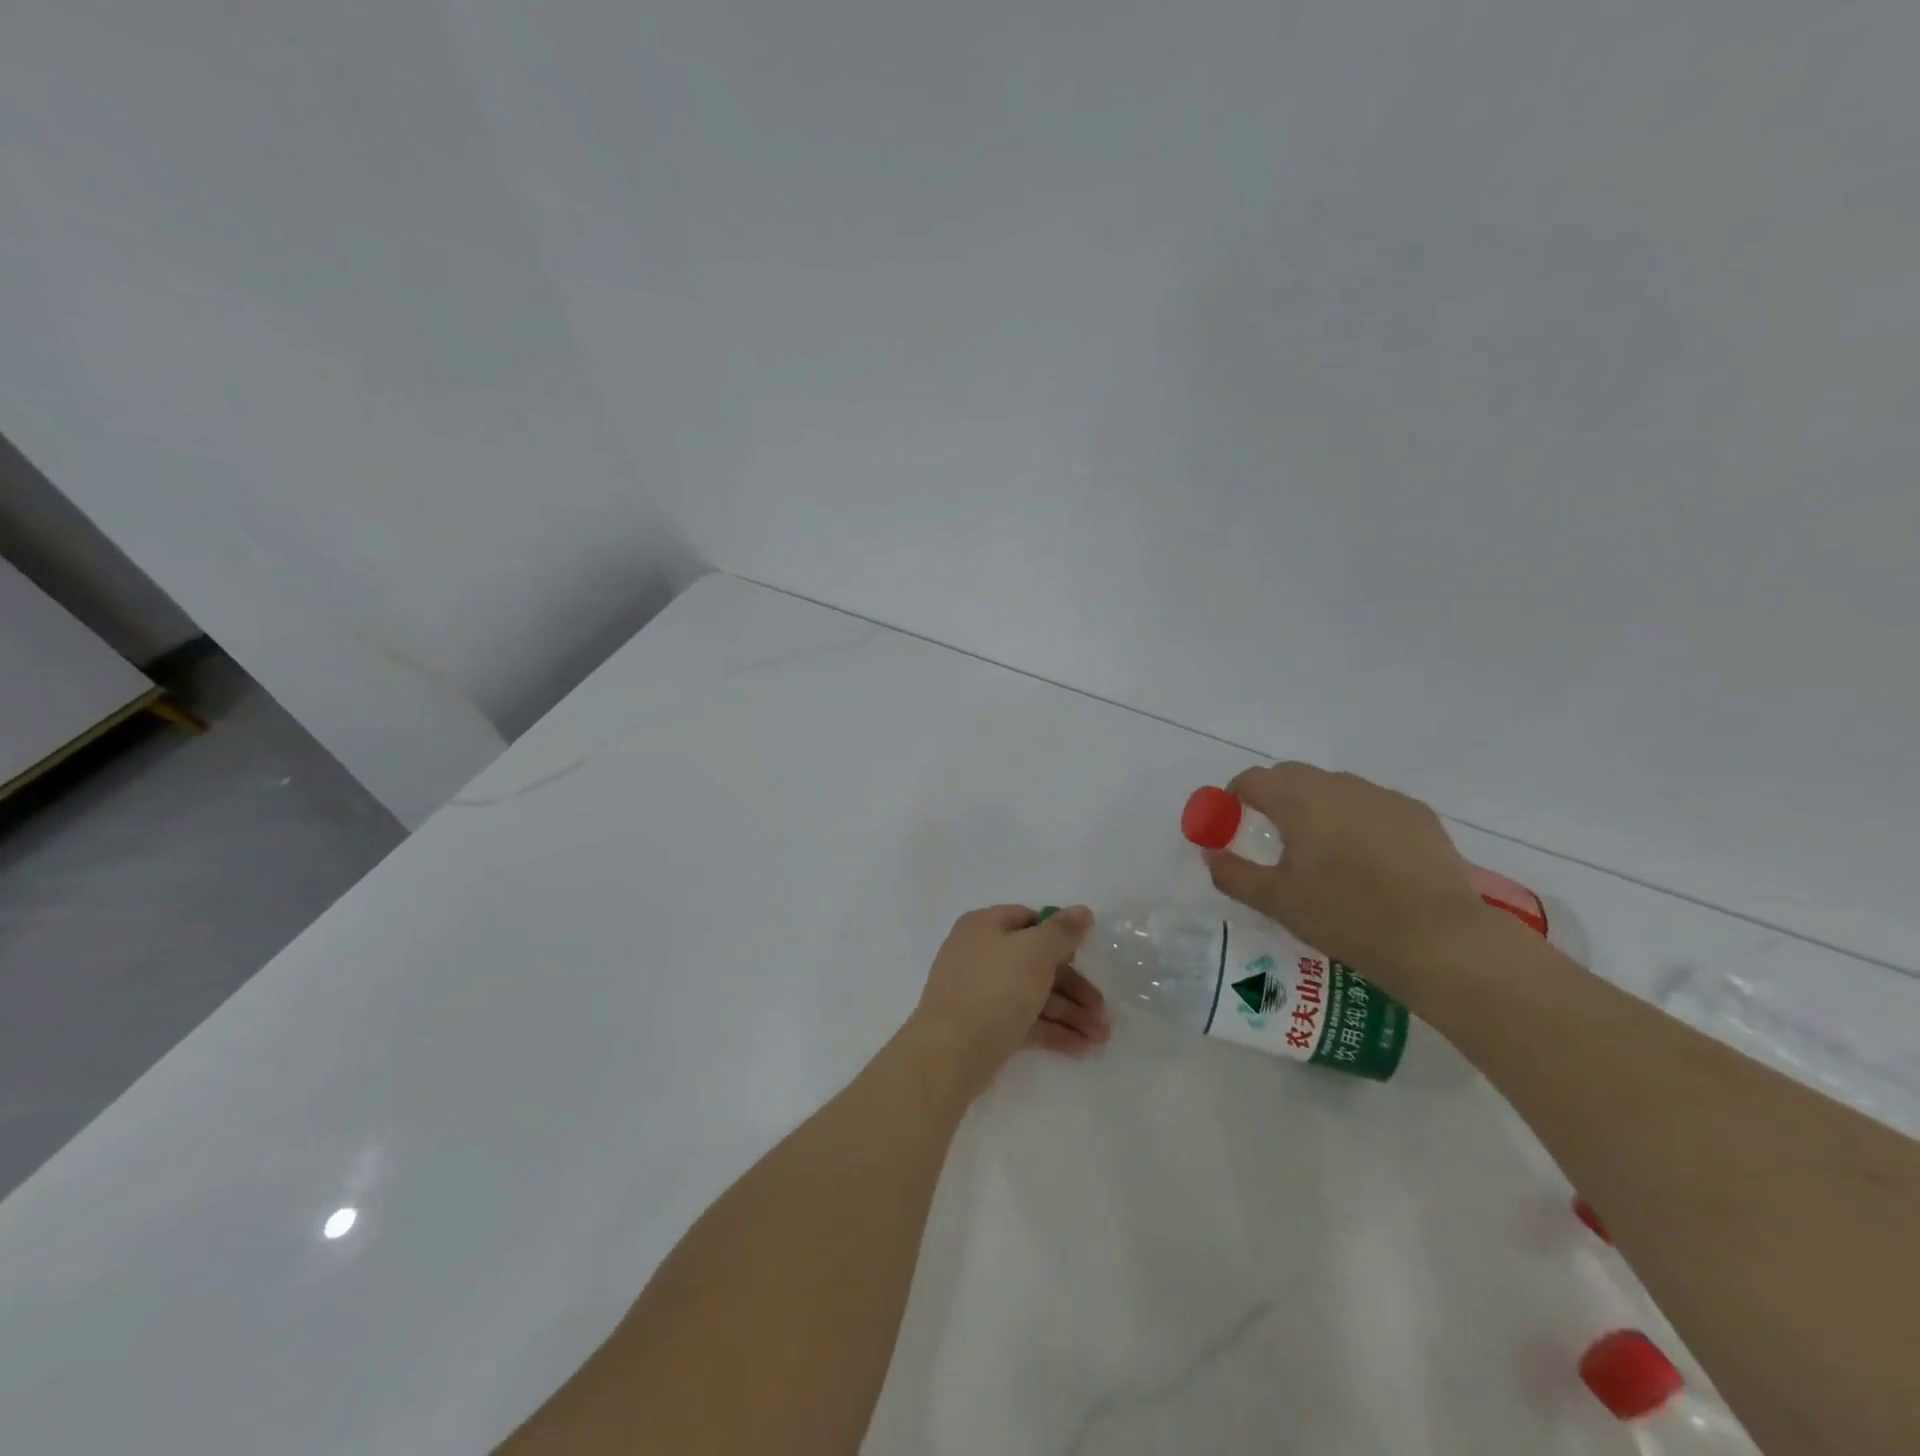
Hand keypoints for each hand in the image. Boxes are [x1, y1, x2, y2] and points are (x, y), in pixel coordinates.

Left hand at [909, 905, 1109, 1099]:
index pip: (1028, 919)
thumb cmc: (994, 990)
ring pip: (1033, 994)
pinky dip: (1053, 1030)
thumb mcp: (1035, 952)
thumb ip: (1062, 931)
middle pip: (1036, 962)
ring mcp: (980, 992)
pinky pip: (1025, 1020)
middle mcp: (980, 954)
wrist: (949, 1054)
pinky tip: (1082, 1047)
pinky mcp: (985, 1026)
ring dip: (1070, 1013)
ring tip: (1101, 1038)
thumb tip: (1082, 911)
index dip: (1059, 934)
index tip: (1087, 954)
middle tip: (1103, 1010)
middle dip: (1074, 987)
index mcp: (984, 926)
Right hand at [1203, 763, 1487, 993]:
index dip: (1234, 795)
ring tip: (1321, 849)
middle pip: (1293, 776)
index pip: (1253, 779)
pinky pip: (1371, 804)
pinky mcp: (1417, 814)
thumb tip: (1209, 854)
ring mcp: (1383, 797)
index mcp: (1299, 800)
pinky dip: (1356, 819)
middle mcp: (1339, 786)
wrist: (1438, 939)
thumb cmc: (1345, 916)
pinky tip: (1366, 858)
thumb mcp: (1276, 901)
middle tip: (1272, 835)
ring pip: (1334, 788)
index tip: (1231, 820)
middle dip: (1274, 796)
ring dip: (1316, 806)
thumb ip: (1233, 873)